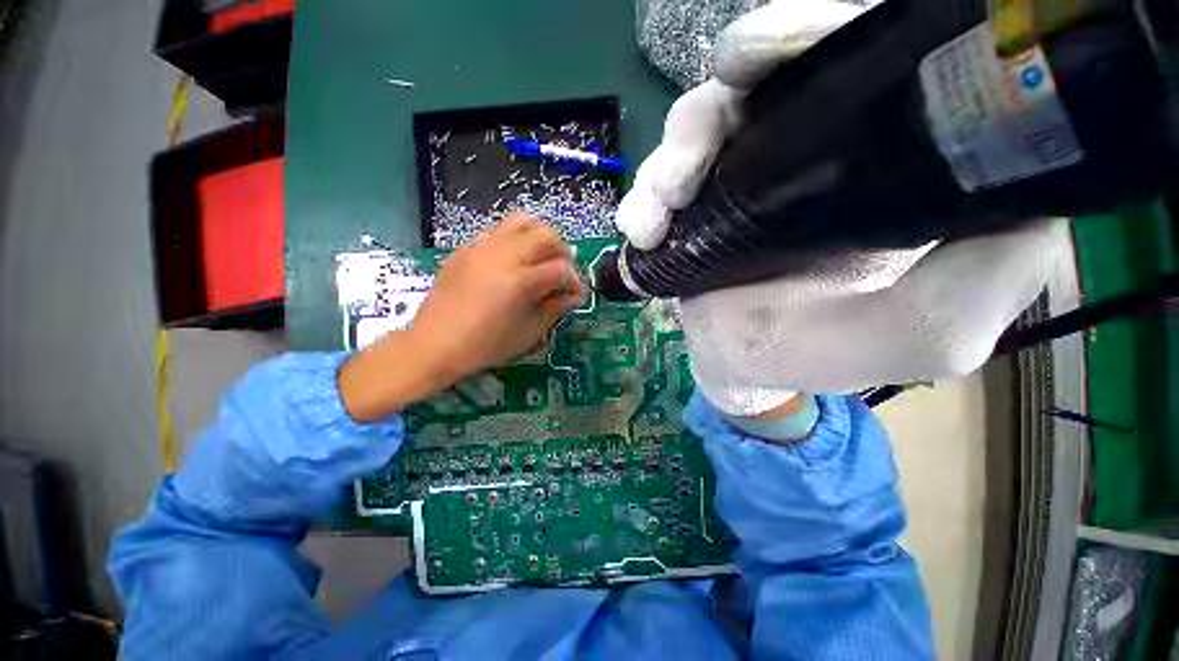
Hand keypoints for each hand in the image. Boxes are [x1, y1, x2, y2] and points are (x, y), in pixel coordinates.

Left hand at [339, 215, 580, 420]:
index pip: (561, 268)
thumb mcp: (528, 334)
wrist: (433, 345)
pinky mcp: (465, 248)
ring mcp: (481, 248)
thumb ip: (555, 309)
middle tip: (560, 272)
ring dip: (538, 238)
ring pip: (522, 222)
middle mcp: (502, 256)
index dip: (573, 280)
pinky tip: (511, 261)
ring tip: (538, 259)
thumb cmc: (485, 346)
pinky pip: (497, 231)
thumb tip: (573, 294)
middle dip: (561, 252)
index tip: (573, 293)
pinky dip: (514, 240)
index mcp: (520, 282)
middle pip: (546, 236)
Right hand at [617, 0, 1071, 415]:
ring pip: (700, 121)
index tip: (786, 52)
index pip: (865, 59)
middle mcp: (807, 150)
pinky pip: (660, 179)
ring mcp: (739, 176)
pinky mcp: (693, 205)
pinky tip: (639, 231)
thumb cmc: (821, 356)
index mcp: (877, 161)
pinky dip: (644, 198)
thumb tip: (1028, 207)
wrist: (742, 368)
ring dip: (671, 158)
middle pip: (766, 74)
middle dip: (730, 85)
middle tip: (702, 138)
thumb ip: (981, 289)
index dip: (825, 34)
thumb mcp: (920, 339)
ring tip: (657, 210)